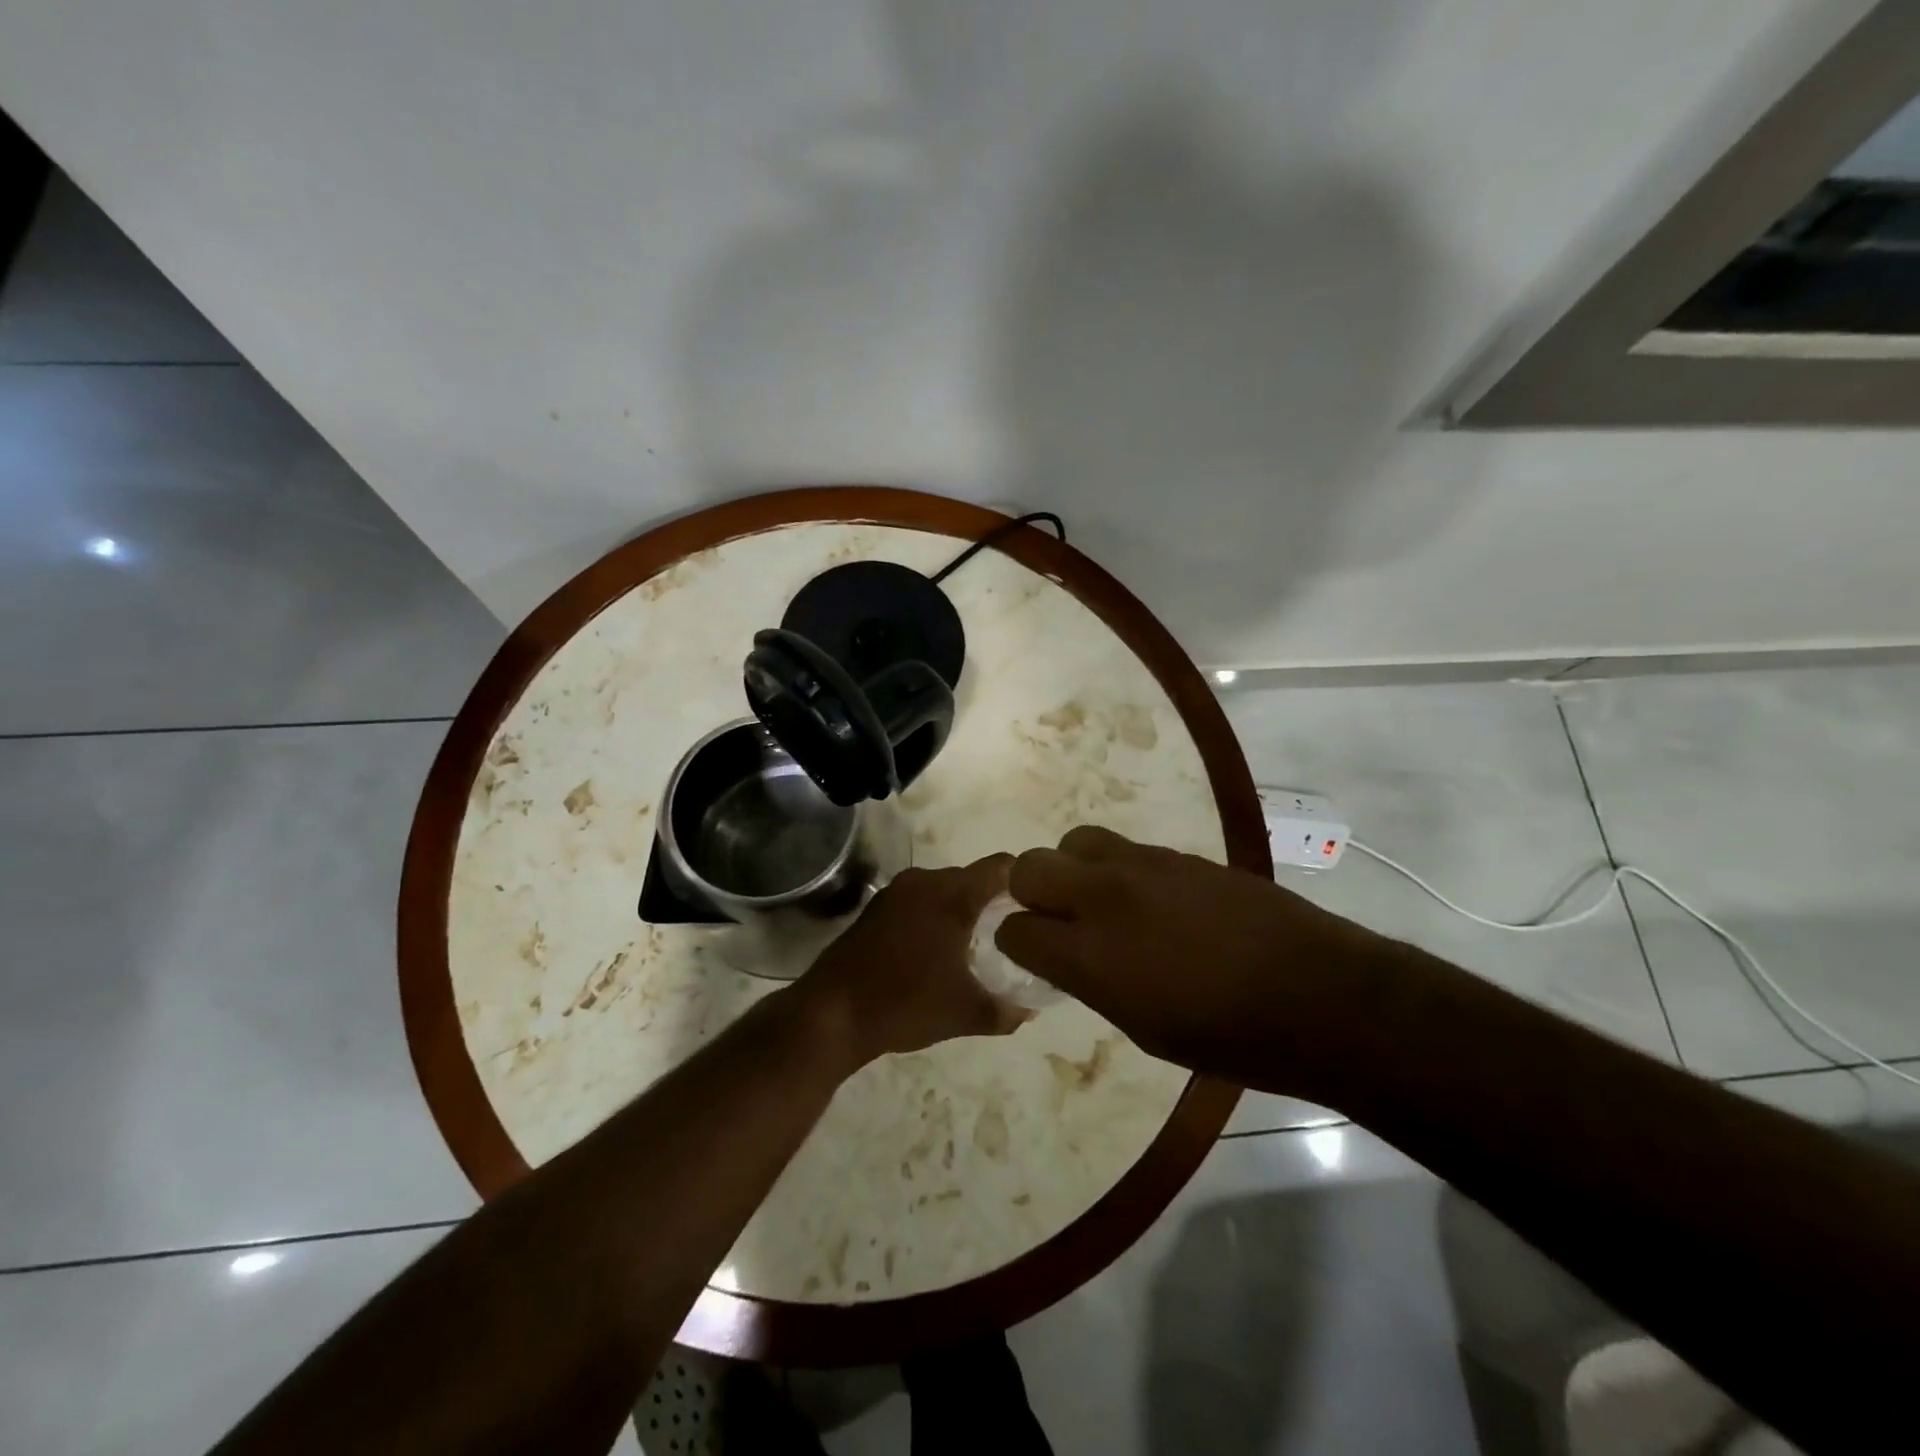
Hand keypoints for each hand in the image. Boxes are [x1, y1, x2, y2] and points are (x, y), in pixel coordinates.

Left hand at [800, 856, 1026, 1065]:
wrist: (831, 1014)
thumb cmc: (905, 1005)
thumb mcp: (965, 1013)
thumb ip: (1007, 1010)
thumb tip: (1031, 1009)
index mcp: (952, 895)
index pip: (1002, 867)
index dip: (1025, 882)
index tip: (1039, 907)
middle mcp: (925, 881)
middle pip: (973, 878)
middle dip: (994, 902)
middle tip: (1012, 934)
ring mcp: (896, 891)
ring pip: (944, 889)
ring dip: (961, 910)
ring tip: (976, 945)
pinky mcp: (876, 907)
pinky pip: (919, 900)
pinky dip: (934, 916)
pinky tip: (936, 950)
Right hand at [996, 826, 1399, 1096]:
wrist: (1317, 994)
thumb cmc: (1228, 1037)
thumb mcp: (1143, 1028)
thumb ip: (1092, 982)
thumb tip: (1068, 957)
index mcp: (1089, 955)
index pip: (1015, 928)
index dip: (1015, 942)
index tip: (1031, 953)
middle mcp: (1105, 897)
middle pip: (1030, 866)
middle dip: (1029, 892)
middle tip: (1057, 919)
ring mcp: (1143, 866)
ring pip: (1076, 841)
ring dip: (1074, 870)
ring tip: (1102, 900)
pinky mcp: (1179, 853)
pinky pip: (1126, 848)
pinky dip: (1119, 869)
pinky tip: (1151, 899)